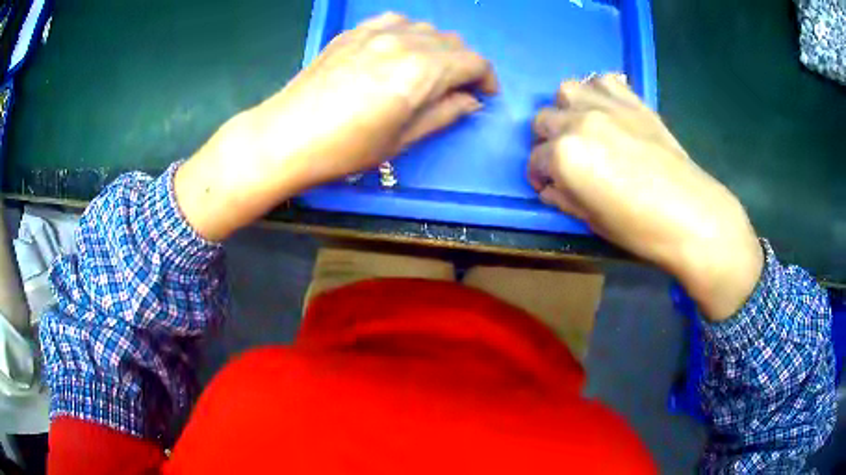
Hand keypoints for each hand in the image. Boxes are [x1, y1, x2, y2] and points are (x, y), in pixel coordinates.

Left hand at [176, 13, 497, 241]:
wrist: (287, 135)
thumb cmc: (345, 148)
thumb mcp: (402, 139)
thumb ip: (444, 114)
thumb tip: (470, 101)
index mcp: (422, 70)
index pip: (473, 62)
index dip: (486, 78)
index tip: (484, 95)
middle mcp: (405, 41)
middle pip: (452, 42)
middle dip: (464, 64)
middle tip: (457, 88)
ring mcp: (376, 31)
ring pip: (426, 29)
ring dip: (438, 48)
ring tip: (428, 69)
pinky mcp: (354, 31)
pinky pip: (395, 21)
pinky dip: (409, 34)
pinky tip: (399, 50)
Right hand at [528, 74, 762, 319]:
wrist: (690, 214)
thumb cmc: (640, 228)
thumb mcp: (592, 221)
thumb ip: (563, 198)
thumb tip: (550, 187)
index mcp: (565, 156)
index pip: (535, 160)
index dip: (538, 175)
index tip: (548, 185)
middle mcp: (578, 121)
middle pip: (543, 120)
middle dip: (546, 141)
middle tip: (564, 158)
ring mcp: (605, 105)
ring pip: (566, 90)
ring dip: (567, 108)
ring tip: (581, 126)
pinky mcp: (632, 100)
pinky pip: (603, 81)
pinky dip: (598, 91)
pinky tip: (606, 109)